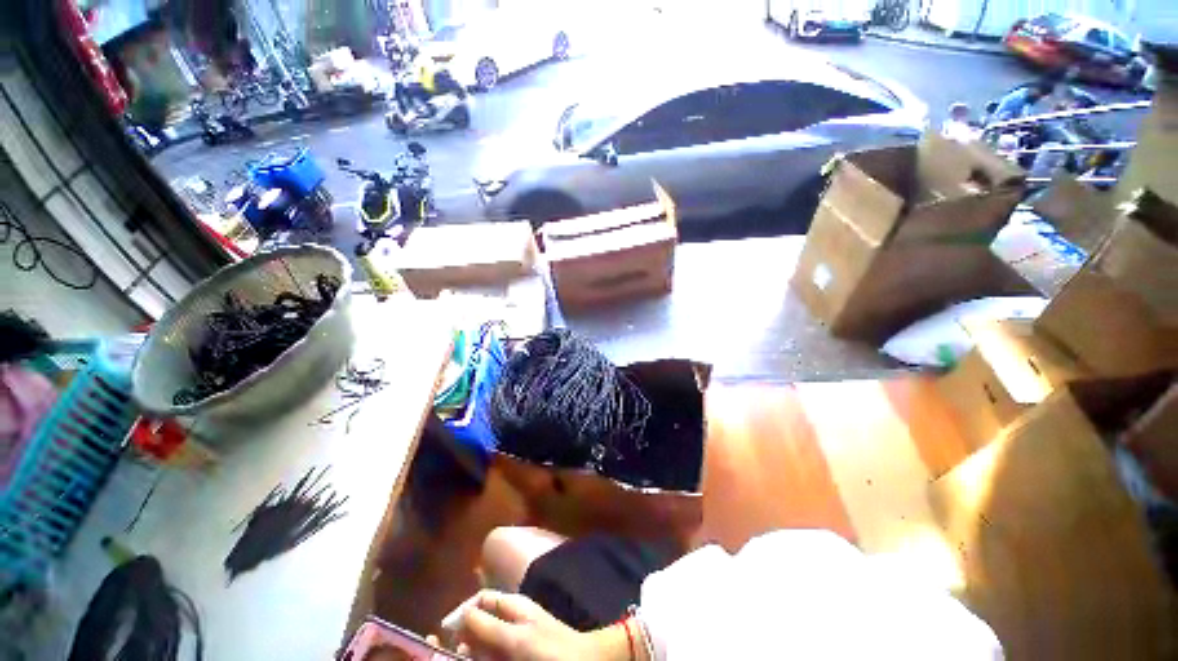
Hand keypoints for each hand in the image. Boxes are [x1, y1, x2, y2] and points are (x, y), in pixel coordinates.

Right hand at [453, 590, 631, 660]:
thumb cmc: (548, 648)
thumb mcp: (516, 637)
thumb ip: (488, 626)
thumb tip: (461, 615)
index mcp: (512, 605)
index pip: (481, 600)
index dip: (462, 612)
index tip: (446, 633)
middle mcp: (511, 619)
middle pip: (480, 624)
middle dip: (466, 639)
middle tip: (457, 654)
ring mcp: (515, 639)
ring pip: (486, 644)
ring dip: (476, 652)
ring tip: (469, 657)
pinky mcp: (518, 654)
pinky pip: (497, 654)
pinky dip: (488, 656)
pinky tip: (487, 659)